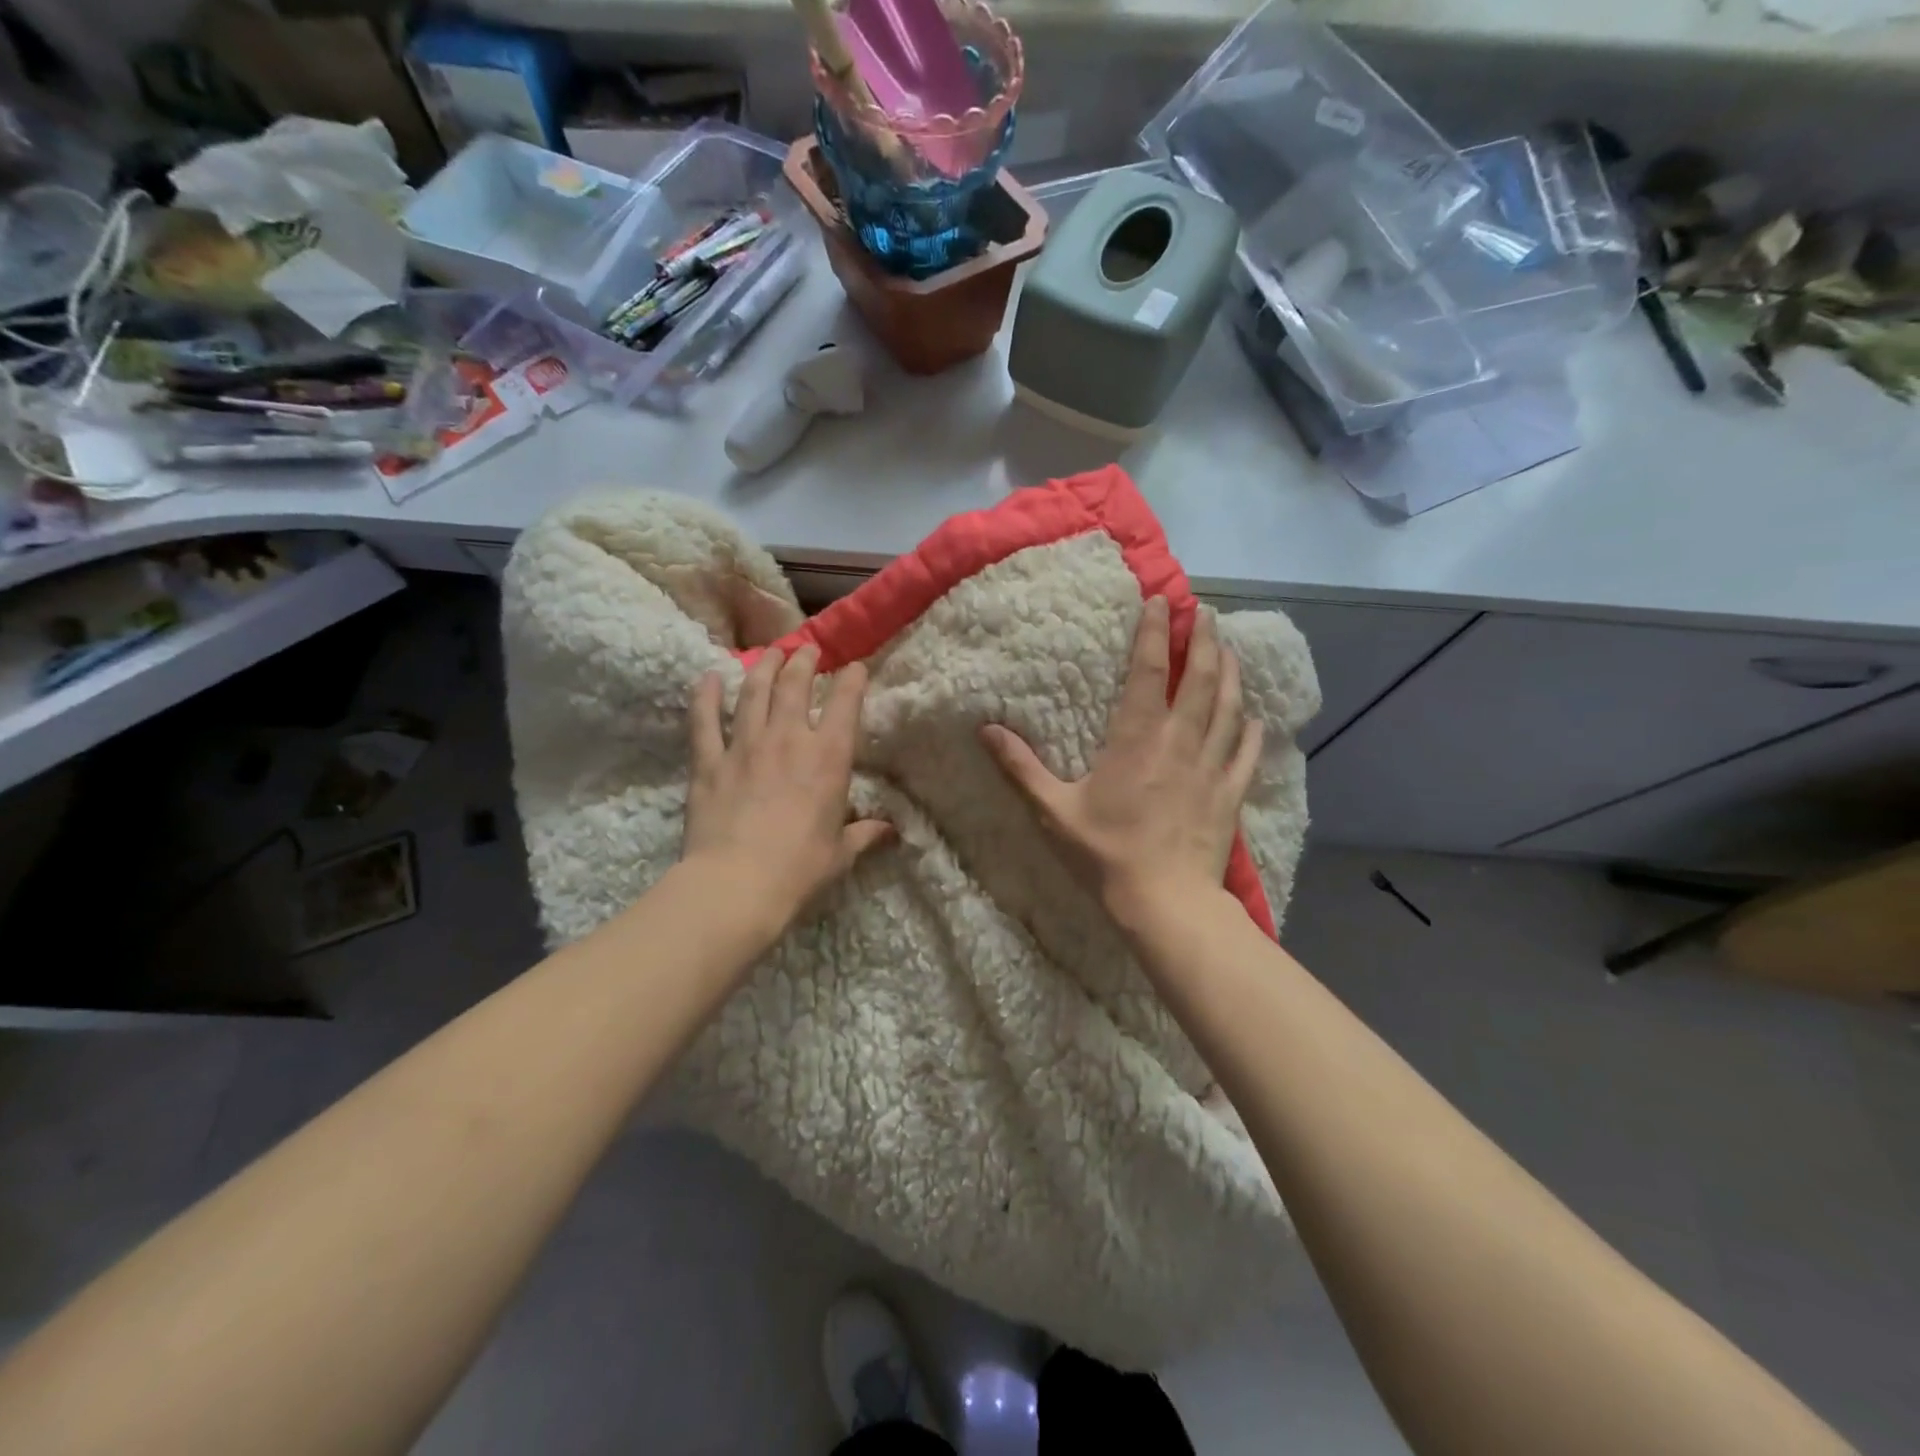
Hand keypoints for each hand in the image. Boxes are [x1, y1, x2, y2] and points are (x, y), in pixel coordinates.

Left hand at [684, 646, 891, 931]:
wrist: (737, 884)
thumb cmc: (799, 869)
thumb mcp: (841, 853)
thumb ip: (865, 834)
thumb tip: (890, 830)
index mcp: (828, 757)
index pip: (845, 703)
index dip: (852, 679)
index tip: (855, 666)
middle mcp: (788, 739)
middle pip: (794, 684)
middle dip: (803, 661)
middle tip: (806, 649)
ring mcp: (744, 745)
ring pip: (753, 692)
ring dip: (762, 667)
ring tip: (769, 652)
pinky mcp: (709, 762)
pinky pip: (705, 720)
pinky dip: (706, 696)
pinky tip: (709, 677)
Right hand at [980, 597, 1259, 924]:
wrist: (1164, 901)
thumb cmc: (1105, 853)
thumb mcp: (1053, 811)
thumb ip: (1020, 768)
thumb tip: (985, 731)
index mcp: (1136, 737)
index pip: (1148, 670)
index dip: (1156, 631)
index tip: (1163, 601)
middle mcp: (1179, 740)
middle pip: (1200, 678)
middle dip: (1204, 640)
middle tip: (1206, 614)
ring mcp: (1211, 766)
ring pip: (1229, 707)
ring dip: (1231, 673)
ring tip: (1230, 649)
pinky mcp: (1230, 794)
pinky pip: (1246, 753)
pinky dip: (1250, 730)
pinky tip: (1253, 719)